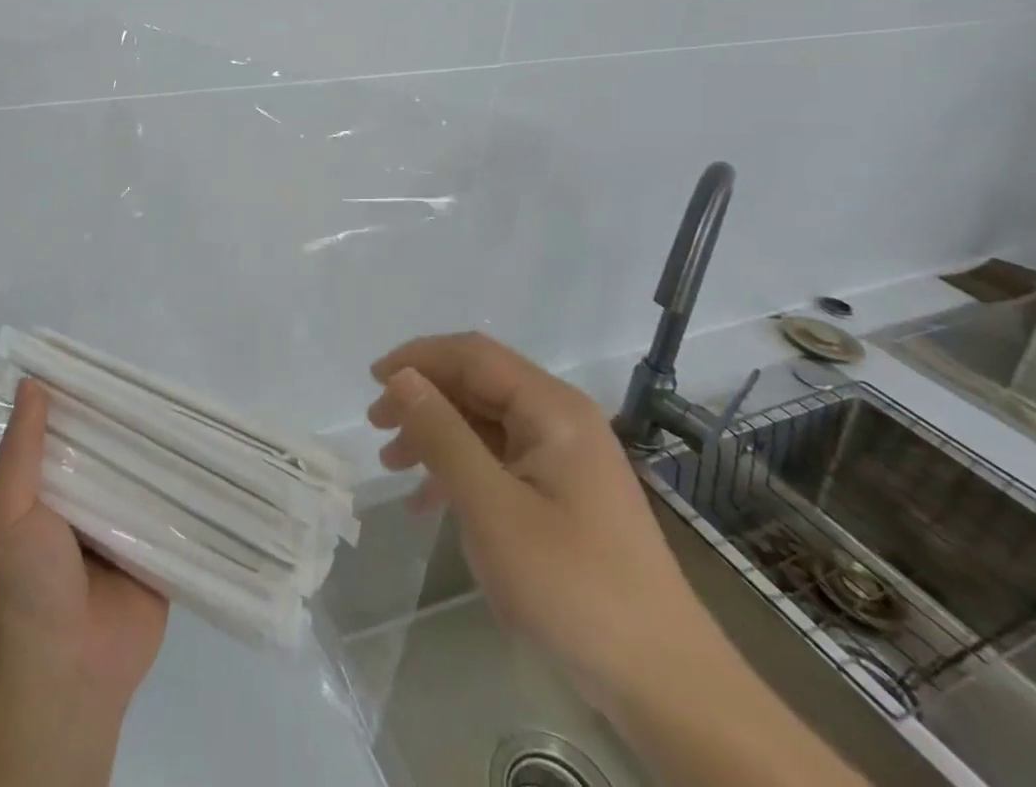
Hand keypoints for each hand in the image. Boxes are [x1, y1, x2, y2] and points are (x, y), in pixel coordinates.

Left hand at [0, 378, 167, 725]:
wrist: (70, 674)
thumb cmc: (29, 586)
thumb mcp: (10, 511)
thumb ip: (21, 451)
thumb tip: (32, 382)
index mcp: (50, 489)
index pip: (67, 430)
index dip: (81, 397)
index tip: (104, 358)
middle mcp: (88, 500)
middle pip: (110, 447)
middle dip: (127, 417)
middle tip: (157, 376)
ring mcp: (125, 523)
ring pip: (145, 471)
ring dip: (161, 446)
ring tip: (190, 402)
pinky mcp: (159, 547)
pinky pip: (174, 507)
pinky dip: (187, 483)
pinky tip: (212, 450)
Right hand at [366, 333, 715, 702]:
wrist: (663, 681)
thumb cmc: (571, 584)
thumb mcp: (491, 506)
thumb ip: (442, 434)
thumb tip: (402, 377)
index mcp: (551, 407)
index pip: (472, 355)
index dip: (418, 358)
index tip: (372, 380)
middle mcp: (561, 418)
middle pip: (478, 383)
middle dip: (423, 398)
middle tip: (377, 426)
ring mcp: (565, 455)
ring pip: (485, 421)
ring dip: (436, 434)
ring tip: (393, 463)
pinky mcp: (565, 491)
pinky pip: (500, 458)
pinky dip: (461, 468)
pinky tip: (429, 500)